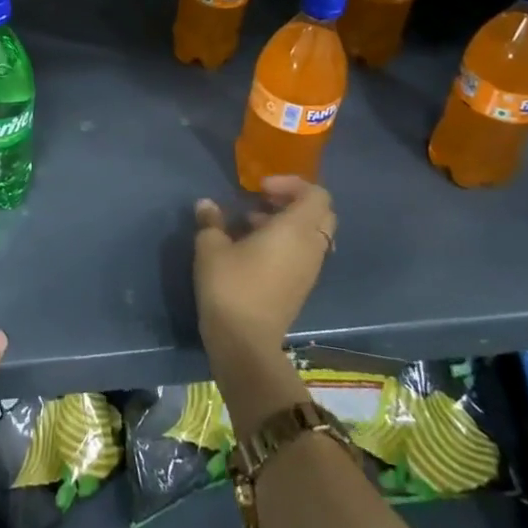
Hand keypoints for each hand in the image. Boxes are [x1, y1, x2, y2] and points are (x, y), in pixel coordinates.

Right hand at [193, 176, 336, 366]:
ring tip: (249, 224)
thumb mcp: (211, 247)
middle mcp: (310, 247)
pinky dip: (285, 243)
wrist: (245, 343)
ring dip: (285, 223)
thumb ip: (211, 221)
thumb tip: (207, 205)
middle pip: (320, 213)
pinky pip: (303, 253)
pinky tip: (251, 250)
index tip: (260, 188)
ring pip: (311, 234)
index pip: (316, 195)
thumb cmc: (230, 286)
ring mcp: (309, 270)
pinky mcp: (301, 287)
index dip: (291, 184)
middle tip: (261, 200)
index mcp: (295, 230)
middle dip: (293, 201)